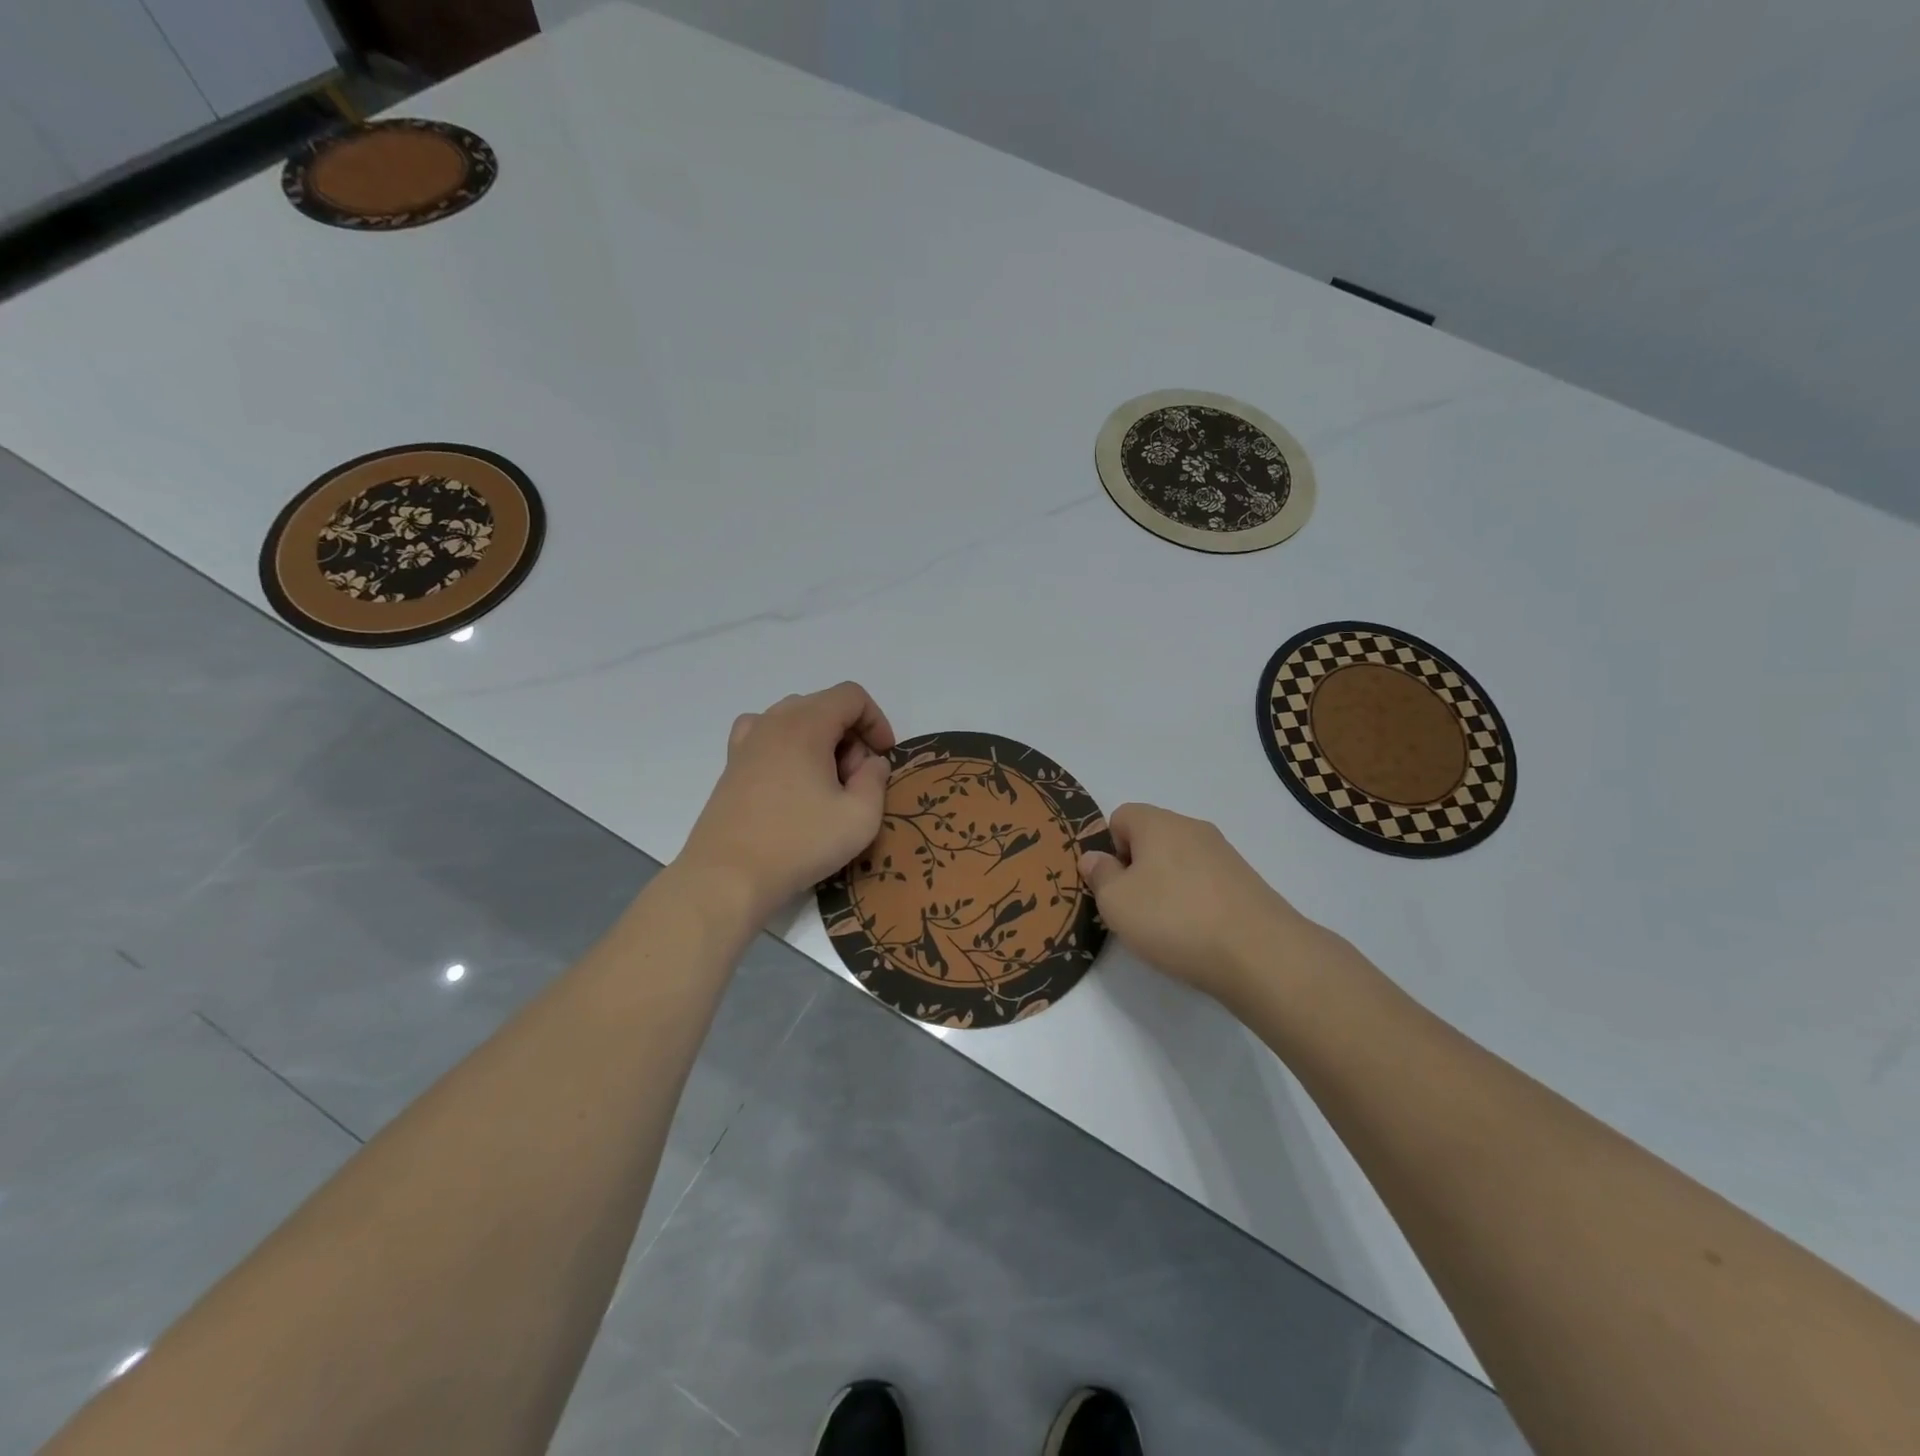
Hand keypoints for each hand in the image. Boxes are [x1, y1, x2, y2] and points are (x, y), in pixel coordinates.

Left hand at [679, 682, 896, 918]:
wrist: (727, 876)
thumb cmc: (799, 843)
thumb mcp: (860, 817)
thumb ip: (876, 780)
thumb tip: (872, 763)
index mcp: (805, 725)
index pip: (851, 696)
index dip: (876, 720)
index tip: (883, 756)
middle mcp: (772, 722)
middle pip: (823, 705)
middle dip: (849, 736)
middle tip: (855, 779)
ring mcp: (746, 742)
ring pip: (795, 720)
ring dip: (819, 741)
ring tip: (825, 783)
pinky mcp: (731, 766)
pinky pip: (766, 736)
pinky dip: (788, 747)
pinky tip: (791, 780)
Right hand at [1079, 804, 1324, 1005]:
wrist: (1260, 954)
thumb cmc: (1174, 919)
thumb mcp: (1116, 902)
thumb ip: (1099, 875)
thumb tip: (1095, 858)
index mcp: (1158, 823)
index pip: (1121, 816)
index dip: (1109, 847)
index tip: (1112, 884)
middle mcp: (1193, 828)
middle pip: (1151, 838)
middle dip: (1137, 869)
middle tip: (1133, 909)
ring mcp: (1224, 854)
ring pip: (1179, 862)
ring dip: (1166, 887)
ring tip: (1166, 927)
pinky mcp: (1246, 882)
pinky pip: (1205, 883)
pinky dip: (1194, 902)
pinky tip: (1197, 934)